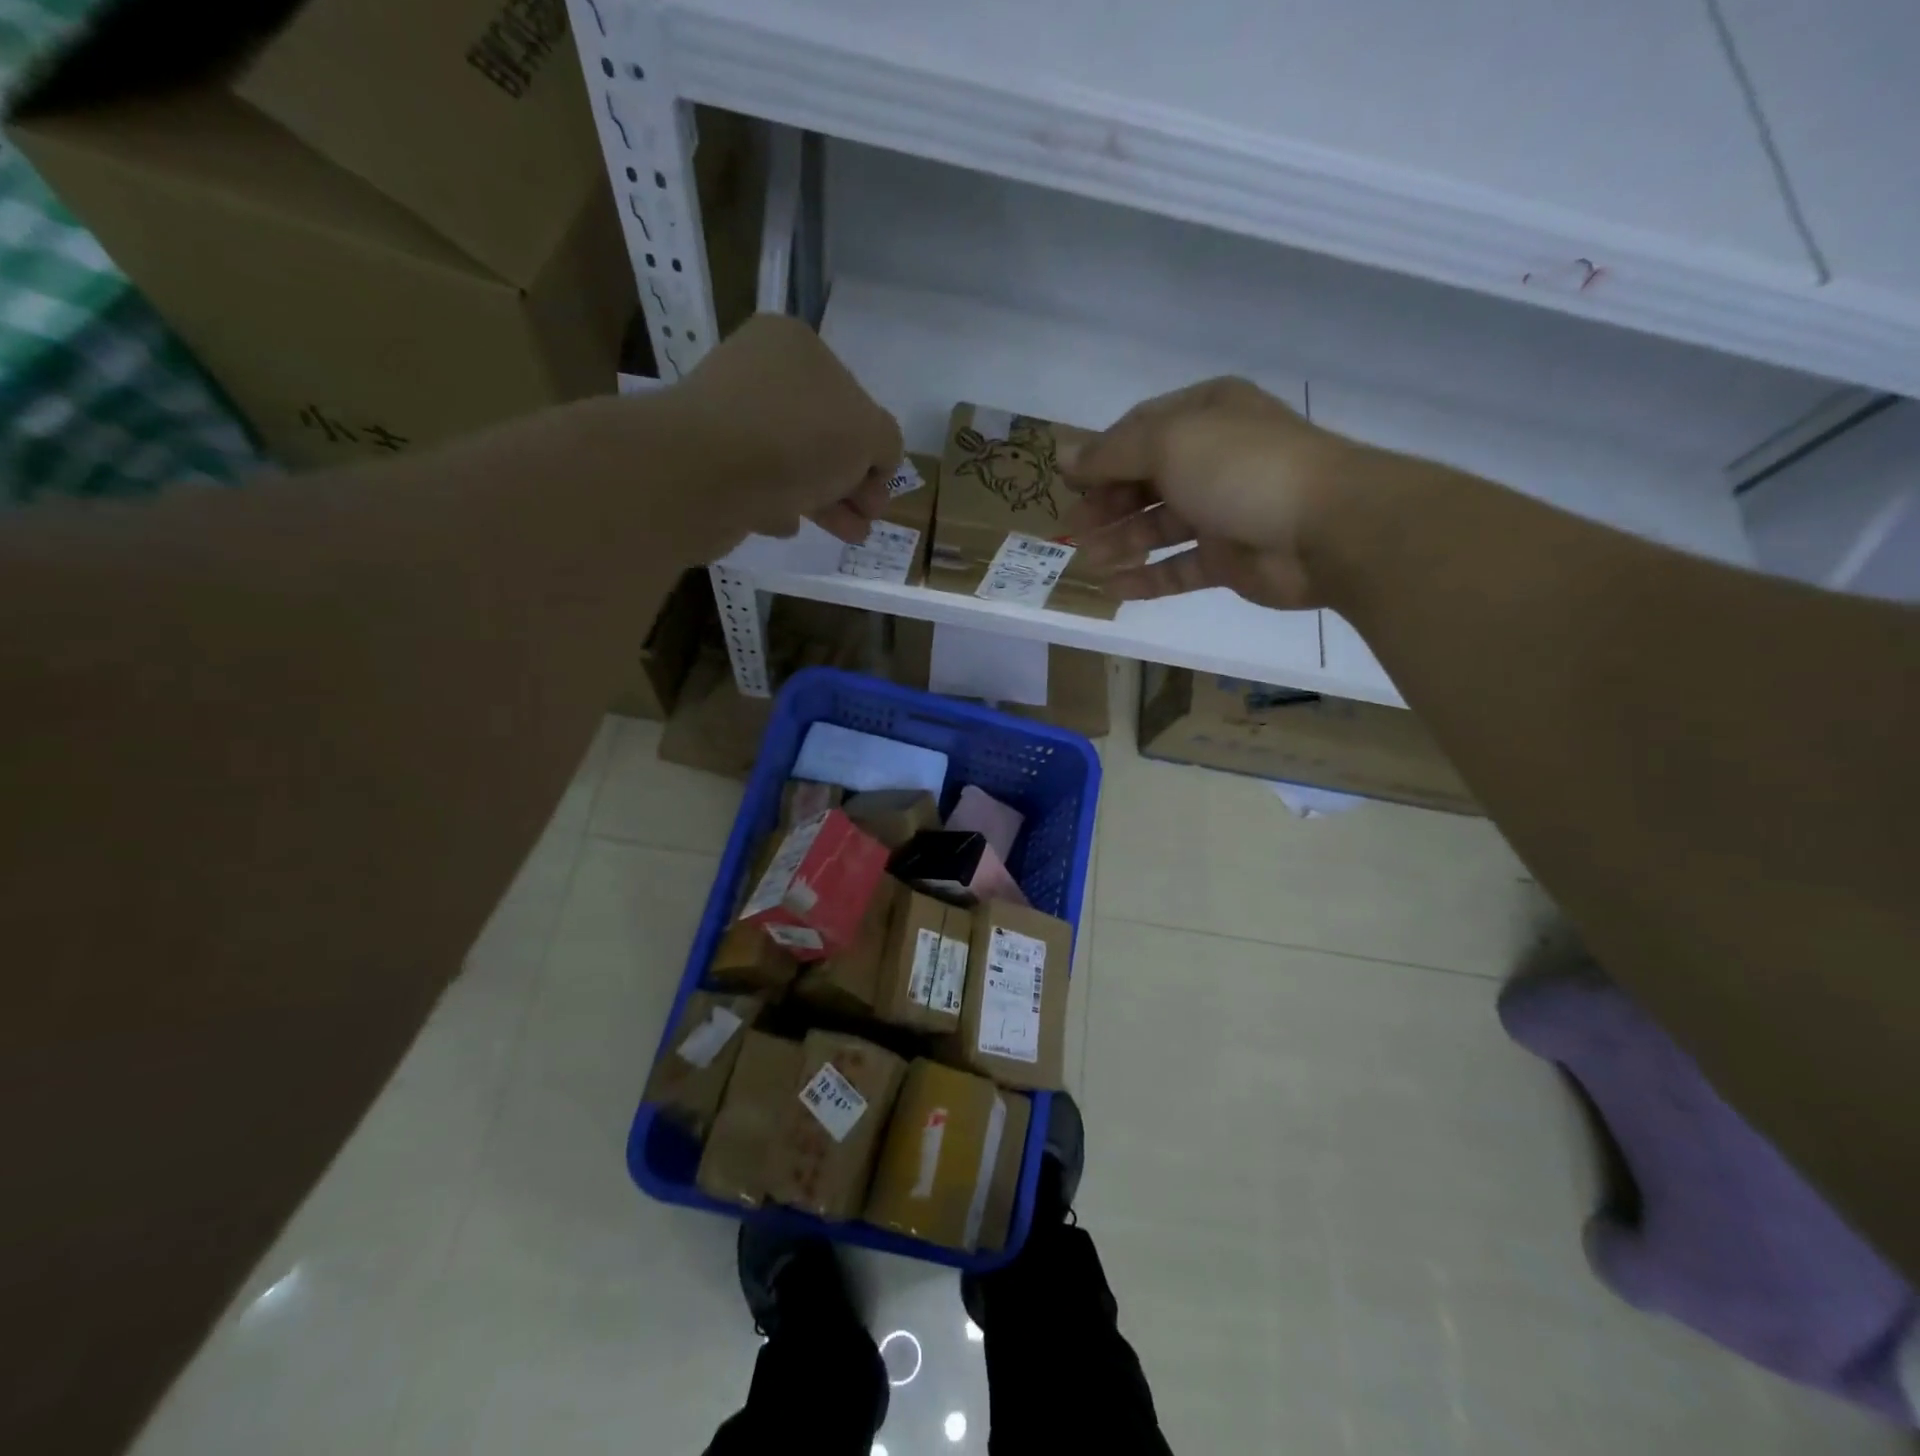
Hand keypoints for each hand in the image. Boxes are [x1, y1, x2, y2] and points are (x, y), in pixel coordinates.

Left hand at [675, 313, 903, 544]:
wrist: (702, 474)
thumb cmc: (795, 438)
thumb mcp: (868, 433)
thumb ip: (885, 441)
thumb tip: (875, 457)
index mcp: (796, 346)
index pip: (853, 396)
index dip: (874, 446)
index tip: (881, 485)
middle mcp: (758, 372)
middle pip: (824, 433)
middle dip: (853, 480)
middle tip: (869, 515)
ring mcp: (729, 417)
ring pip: (794, 463)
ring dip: (827, 501)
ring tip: (850, 536)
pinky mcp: (708, 462)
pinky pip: (757, 484)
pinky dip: (780, 503)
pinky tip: (790, 524)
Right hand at [1065, 377, 1365, 609]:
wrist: (1326, 528)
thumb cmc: (1242, 469)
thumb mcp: (1170, 443)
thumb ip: (1113, 453)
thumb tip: (1064, 455)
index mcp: (1205, 417)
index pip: (1139, 431)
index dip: (1100, 457)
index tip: (1067, 483)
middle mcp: (1213, 460)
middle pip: (1145, 482)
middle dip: (1106, 505)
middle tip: (1072, 530)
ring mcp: (1222, 512)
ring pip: (1159, 527)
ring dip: (1121, 542)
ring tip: (1087, 560)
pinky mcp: (1229, 560)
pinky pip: (1179, 569)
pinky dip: (1148, 579)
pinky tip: (1114, 589)